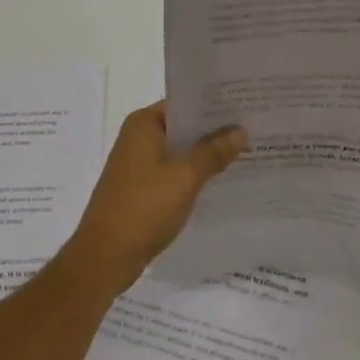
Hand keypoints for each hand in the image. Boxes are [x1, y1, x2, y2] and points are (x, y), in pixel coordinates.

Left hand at [63, 103, 246, 297]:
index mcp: (143, 124)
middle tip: (254, 127)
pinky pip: (174, 171)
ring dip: (206, 153)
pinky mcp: (142, 187)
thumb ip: (212, 152)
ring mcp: (138, 163)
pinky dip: (194, 173)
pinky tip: (221, 180)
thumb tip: (240, 130)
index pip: (184, 103)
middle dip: (214, 130)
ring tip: (246, 151)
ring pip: (180, 150)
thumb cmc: (143, 208)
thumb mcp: (184, 178)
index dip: (214, 104)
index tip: (245, 104)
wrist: (104, 257)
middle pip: (183, 126)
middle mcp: (138, 137)